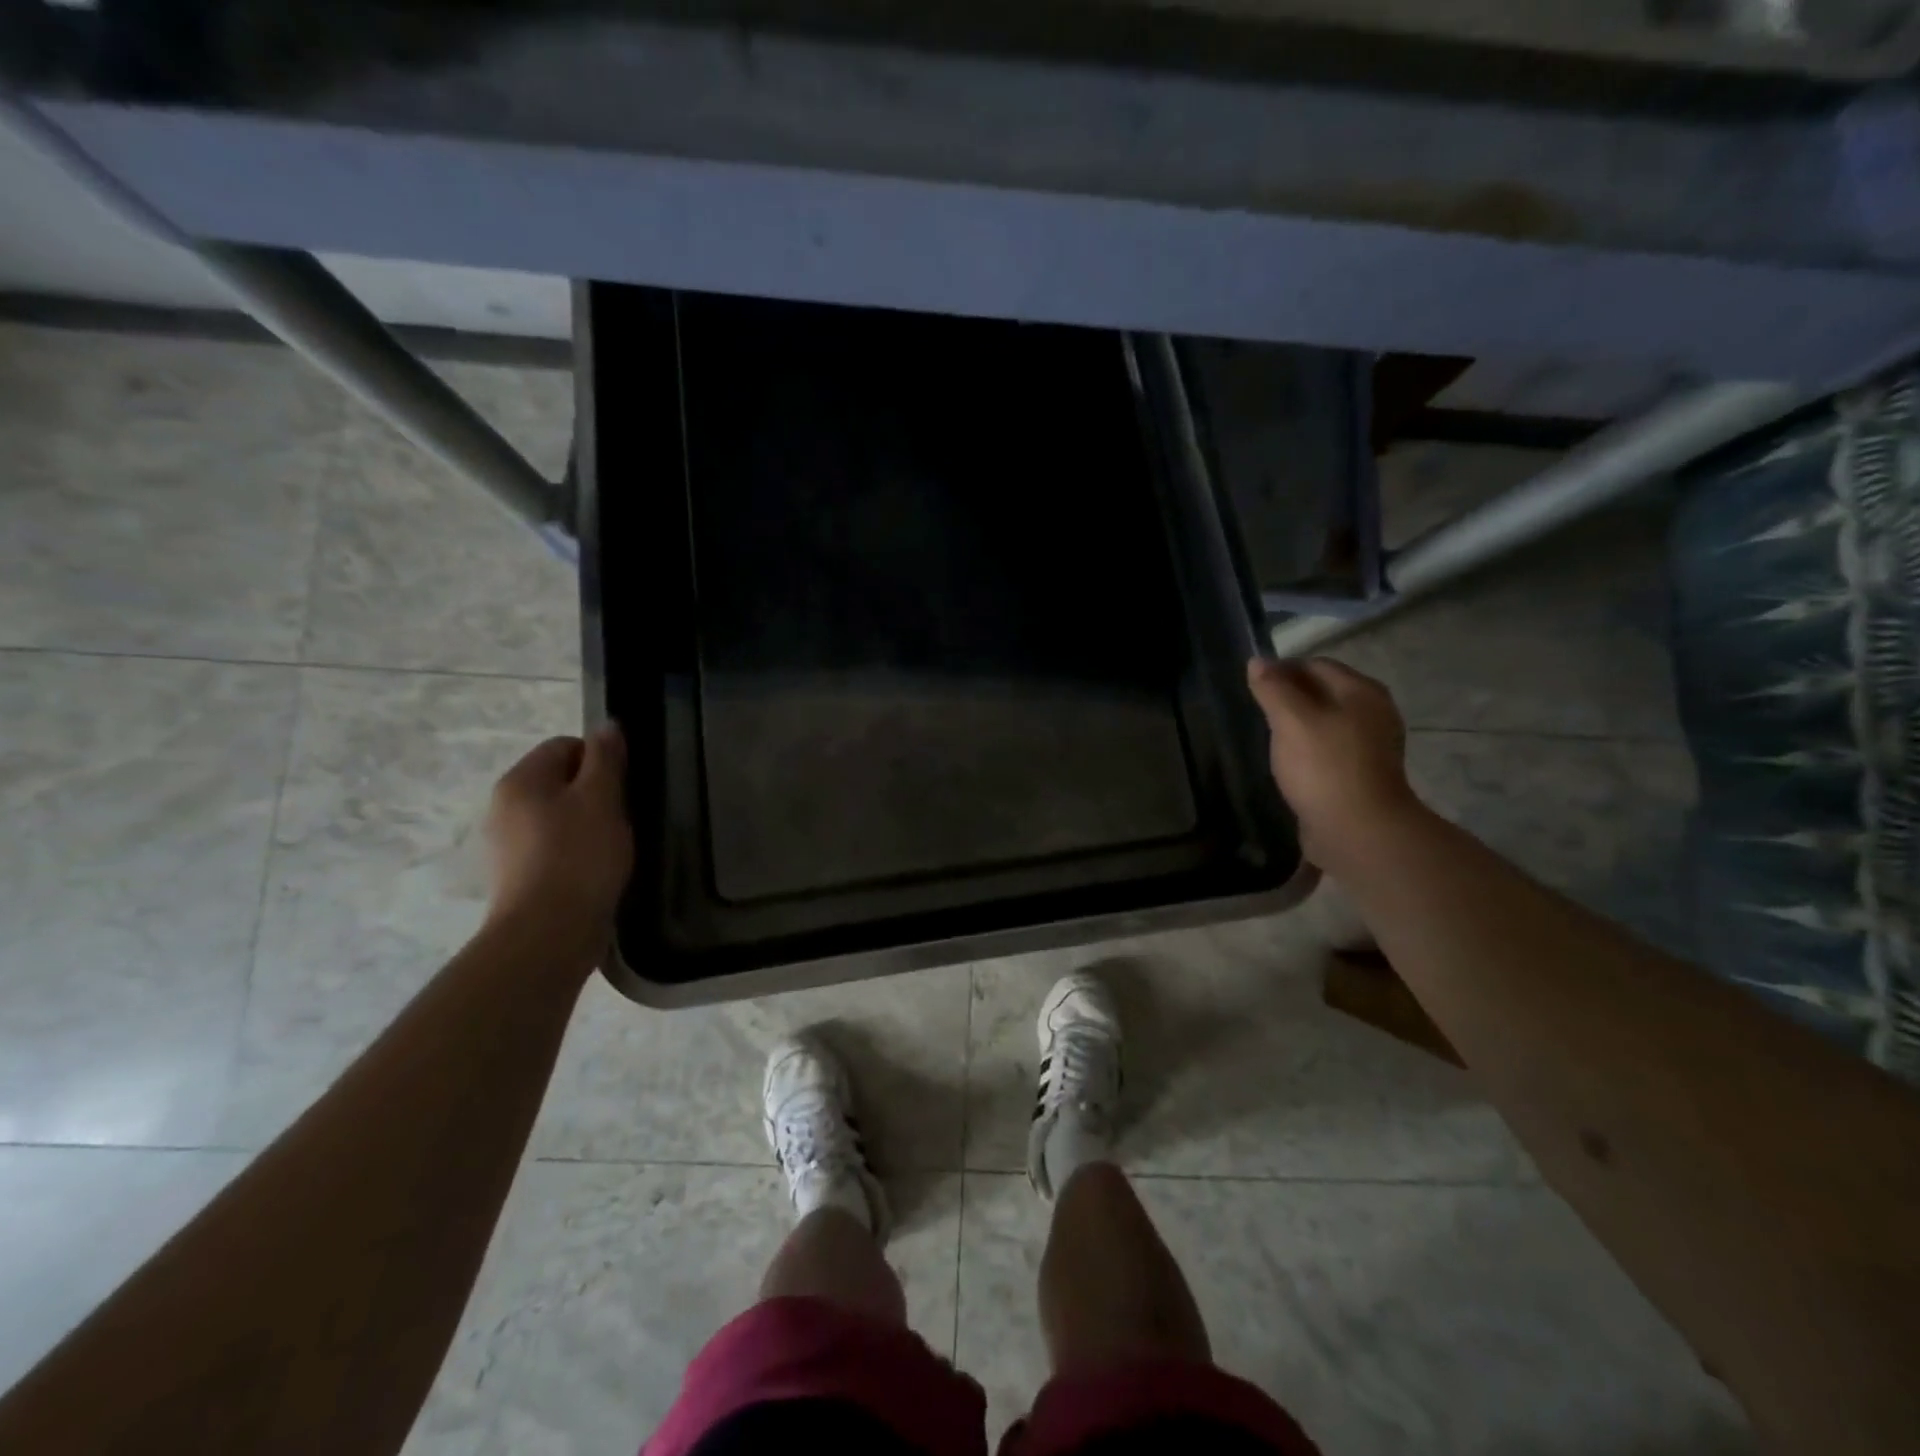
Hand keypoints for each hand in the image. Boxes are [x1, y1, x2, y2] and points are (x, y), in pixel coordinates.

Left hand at [485, 725, 633, 940]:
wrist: (548, 934)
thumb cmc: (579, 857)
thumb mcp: (602, 799)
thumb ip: (605, 759)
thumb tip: (607, 726)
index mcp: (521, 780)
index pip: (565, 746)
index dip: (600, 759)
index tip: (624, 786)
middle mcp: (504, 806)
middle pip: (559, 781)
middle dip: (594, 793)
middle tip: (622, 816)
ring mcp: (506, 844)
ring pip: (557, 816)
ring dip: (587, 824)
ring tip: (612, 847)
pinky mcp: (517, 876)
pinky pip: (553, 848)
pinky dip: (575, 852)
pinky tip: (595, 871)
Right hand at [1246, 656, 1419, 870]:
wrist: (1358, 831)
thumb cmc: (1323, 767)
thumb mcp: (1290, 720)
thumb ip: (1273, 688)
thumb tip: (1257, 661)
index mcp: (1361, 691)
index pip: (1315, 665)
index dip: (1282, 670)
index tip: (1252, 687)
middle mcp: (1373, 712)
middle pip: (1324, 692)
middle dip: (1290, 697)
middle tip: (1257, 712)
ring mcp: (1371, 745)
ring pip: (1326, 721)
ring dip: (1298, 724)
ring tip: (1269, 737)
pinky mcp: (1362, 773)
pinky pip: (1330, 748)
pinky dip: (1308, 748)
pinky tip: (1290, 762)